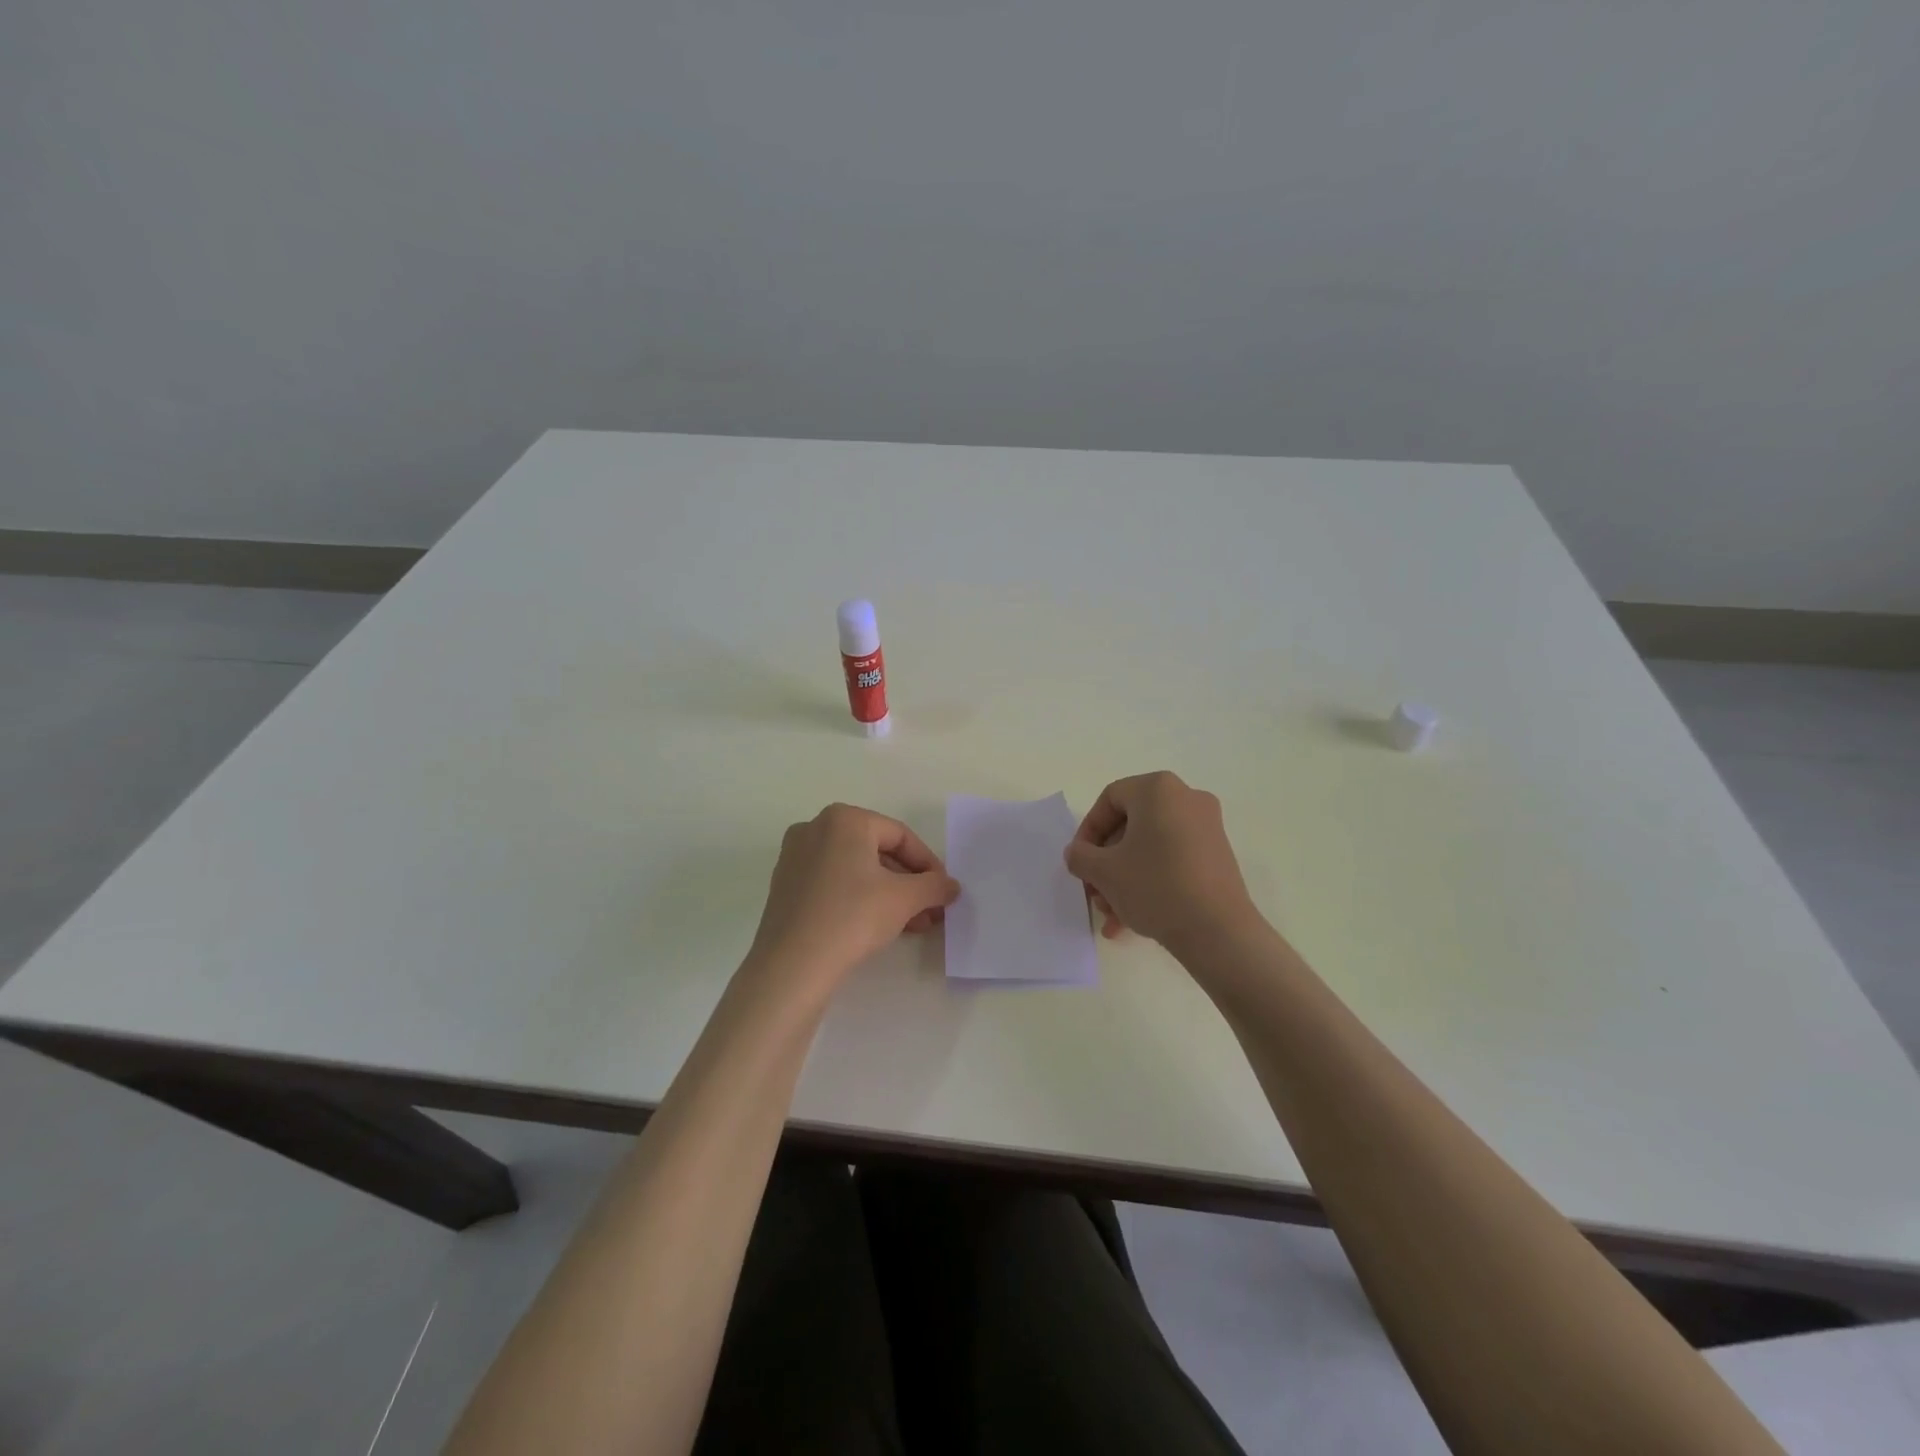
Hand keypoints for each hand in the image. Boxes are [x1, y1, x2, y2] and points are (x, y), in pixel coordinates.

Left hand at [746, 803, 960, 994]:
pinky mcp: (785, 886)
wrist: (792, 966)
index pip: (900, 836)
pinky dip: (859, 899)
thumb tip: (951, 886)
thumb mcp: (904, 899)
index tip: (943, 891)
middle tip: (930, 910)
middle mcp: (815, 828)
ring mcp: (795, 857)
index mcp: (843, 819)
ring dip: (888, 894)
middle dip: (908, 882)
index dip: (928, 864)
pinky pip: (833, 883)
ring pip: (855, 869)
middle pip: (876, 851)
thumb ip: (934, 886)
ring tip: (912, 924)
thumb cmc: (852, 917)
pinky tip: (879, 926)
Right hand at [1065, 772, 1256, 948]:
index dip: (1087, 832)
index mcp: (1158, 789)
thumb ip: (1080, 856)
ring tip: (1111, 915)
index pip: (1109, 800)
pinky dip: (1149, 882)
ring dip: (1124, 879)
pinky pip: (1172, 860)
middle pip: (1130, 826)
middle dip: (1106, 863)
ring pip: (1149, 848)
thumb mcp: (1103, 872)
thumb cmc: (1155, 887)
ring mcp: (1206, 828)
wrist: (1218, 932)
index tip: (1080, 863)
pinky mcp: (1217, 856)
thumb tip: (1078, 853)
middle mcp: (1186, 798)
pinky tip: (1132, 920)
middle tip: (1094, 893)